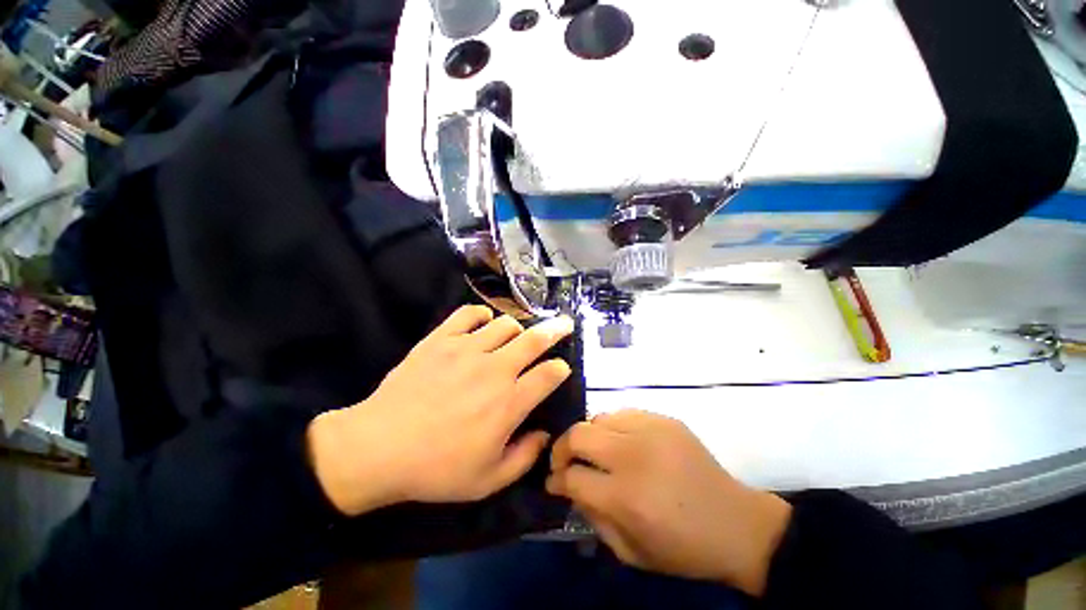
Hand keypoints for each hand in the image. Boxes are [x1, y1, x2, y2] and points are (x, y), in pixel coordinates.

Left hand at [308, 305, 574, 515]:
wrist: (378, 448)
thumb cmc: (436, 469)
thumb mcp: (489, 480)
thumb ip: (525, 457)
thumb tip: (545, 435)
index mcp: (509, 402)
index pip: (549, 375)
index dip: (561, 369)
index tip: (561, 369)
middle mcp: (495, 369)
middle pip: (535, 339)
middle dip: (556, 330)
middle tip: (564, 324)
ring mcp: (467, 349)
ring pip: (505, 324)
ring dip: (516, 329)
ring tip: (514, 336)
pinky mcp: (441, 339)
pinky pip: (469, 314)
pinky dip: (481, 314)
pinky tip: (482, 323)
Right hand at [546, 410, 791, 596]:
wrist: (737, 524)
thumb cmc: (683, 549)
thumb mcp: (631, 553)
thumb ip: (593, 518)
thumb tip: (571, 486)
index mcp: (627, 497)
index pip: (572, 476)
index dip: (556, 480)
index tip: (553, 482)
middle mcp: (634, 455)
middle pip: (578, 435)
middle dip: (561, 448)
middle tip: (564, 462)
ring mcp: (651, 430)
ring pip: (598, 418)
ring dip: (588, 436)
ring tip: (595, 452)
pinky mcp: (664, 419)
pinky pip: (623, 413)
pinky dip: (612, 427)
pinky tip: (621, 442)